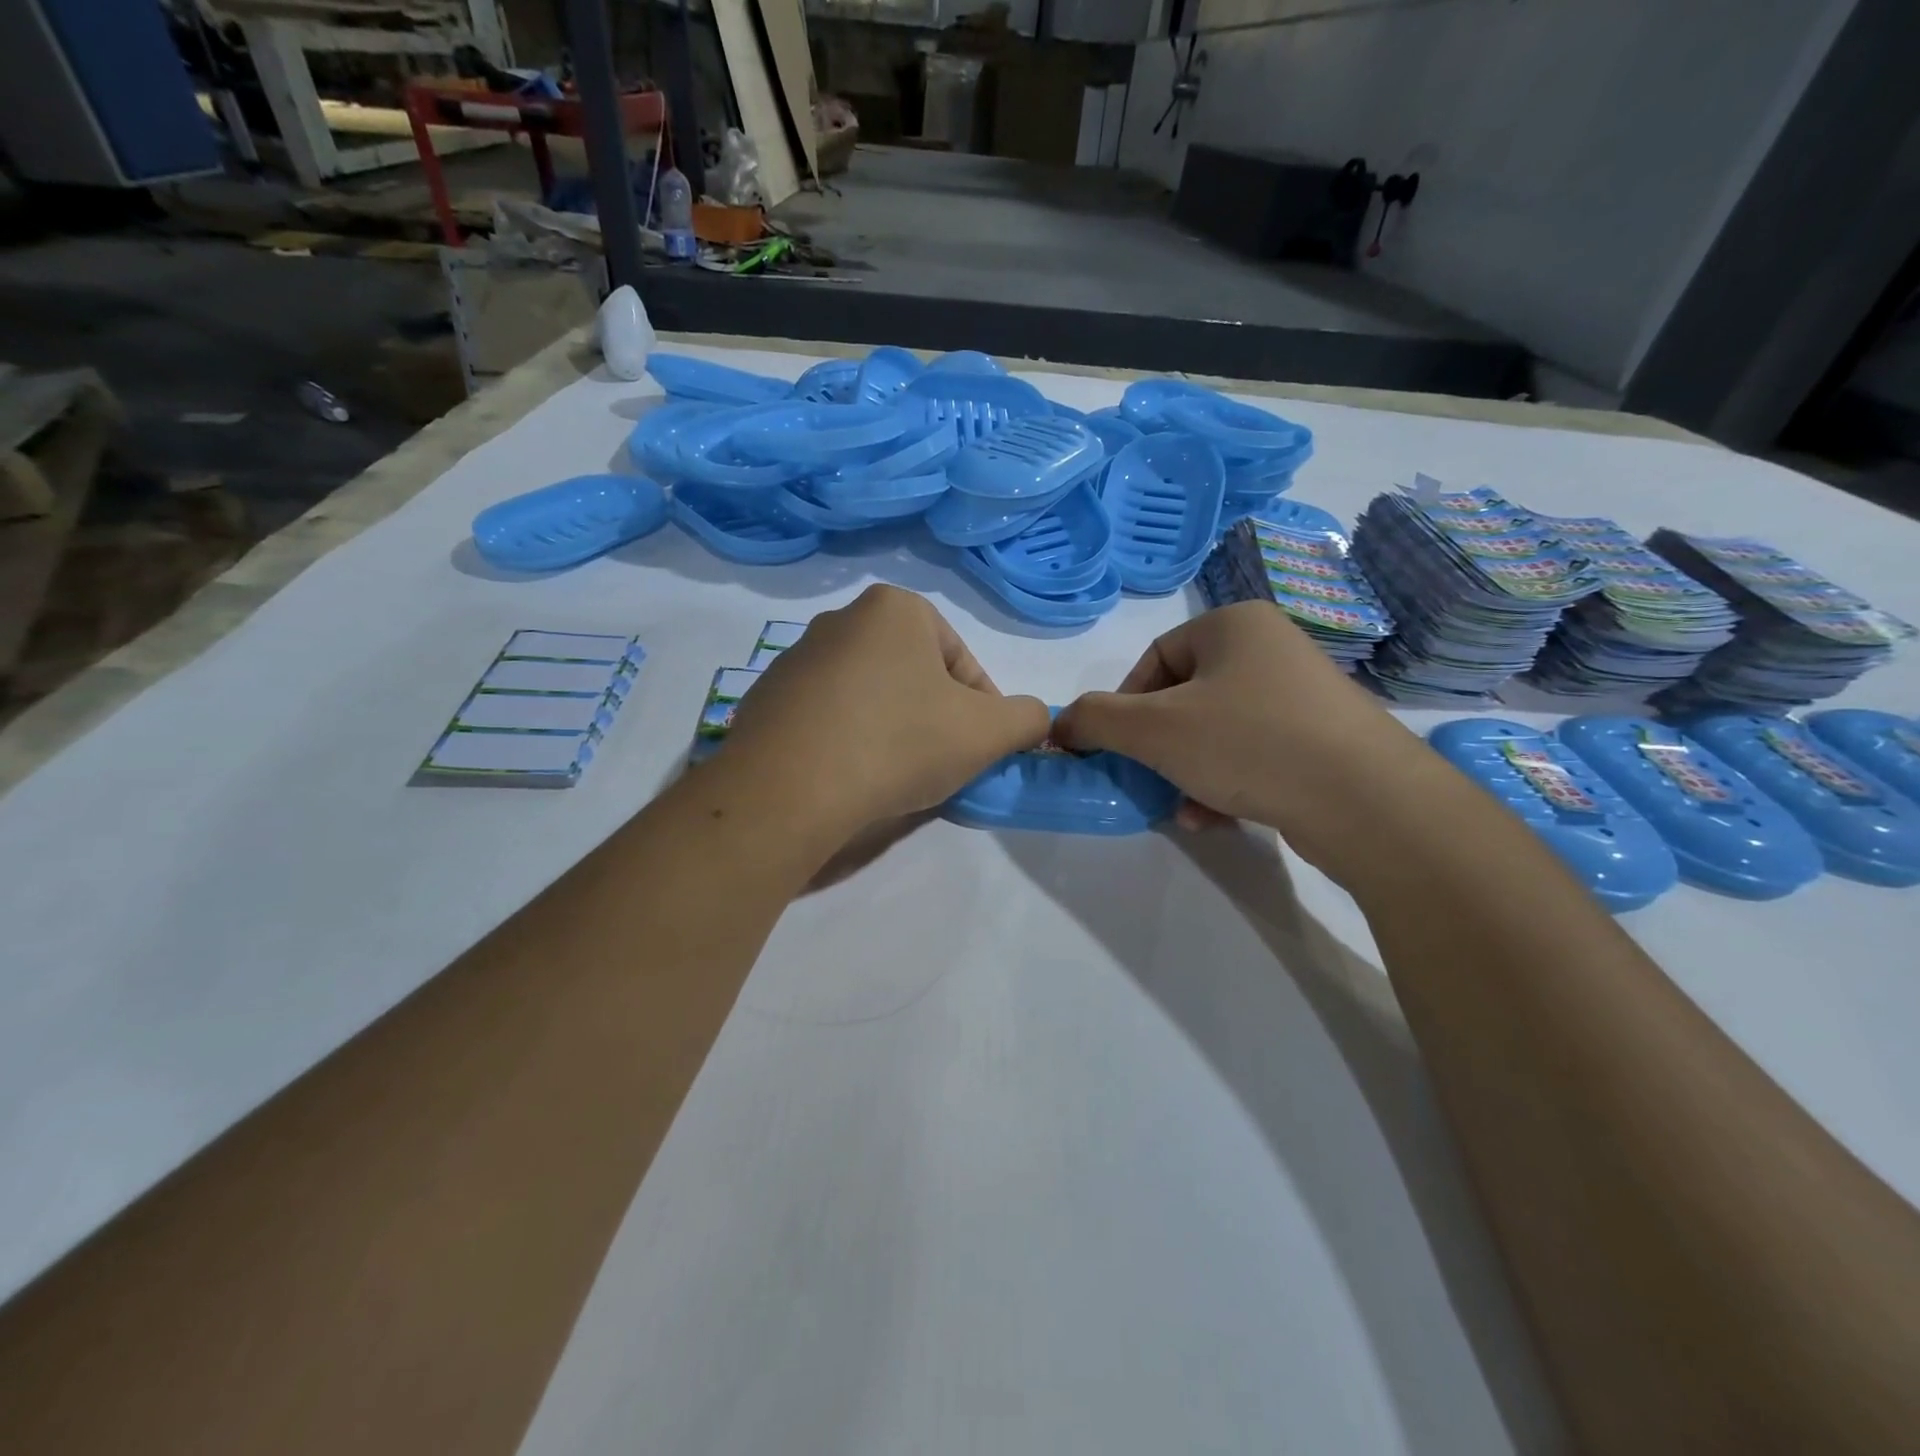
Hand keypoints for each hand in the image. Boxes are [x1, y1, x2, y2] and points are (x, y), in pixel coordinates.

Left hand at [721, 585, 1051, 838]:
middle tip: (941, 766)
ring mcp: (795, 659)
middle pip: (913, 677)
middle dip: (934, 719)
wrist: (788, 789)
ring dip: (892, 730)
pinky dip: (847, 742)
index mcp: (895, 608)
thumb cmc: (899, 743)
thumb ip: (1026, 717)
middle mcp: (841, 619)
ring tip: (894, 777)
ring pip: (869, 697)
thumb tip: (1033, 719)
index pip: (960, 662)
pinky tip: (850, 778)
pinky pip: (826, 718)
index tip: (980, 752)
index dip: (982, 711)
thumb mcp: (987, 732)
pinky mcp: (765, 699)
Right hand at [1052, 602, 1438, 881]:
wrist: (1366, 801)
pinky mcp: (1323, 738)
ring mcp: (1303, 694)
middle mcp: (1271, 647)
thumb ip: (1094, 720)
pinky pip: (1253, 752)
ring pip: (1217, 730)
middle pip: (1185, 697)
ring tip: (1183, 807)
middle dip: (1158, 747)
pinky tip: (1217, 817)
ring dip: (1187, 770)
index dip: (1124, 706)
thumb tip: (1059, 727)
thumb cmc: (1248, 744)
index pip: (1155, 659)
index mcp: (1234, 624)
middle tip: (1148, 780)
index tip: (1117, 748)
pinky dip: (1226, 782)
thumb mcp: (1153, 730)